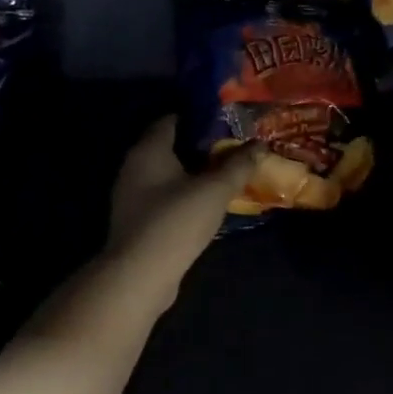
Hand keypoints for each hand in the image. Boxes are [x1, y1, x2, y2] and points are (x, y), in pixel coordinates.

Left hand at [107, 117, 254, 307]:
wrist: (140, 276)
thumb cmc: (176, 221)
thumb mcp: (215, 190)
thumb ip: (238, 166)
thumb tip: (260, 144)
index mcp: (148, 150)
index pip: (171, 119)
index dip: (198, 117)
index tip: (225, 120)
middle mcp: (134, 167)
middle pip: (169, 147)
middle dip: (199, 146)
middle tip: (232, 147)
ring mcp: (132, 196)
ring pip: (167, 174)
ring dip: (193, 173)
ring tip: (225, 175)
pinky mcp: (138, 221)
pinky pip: (164, 197)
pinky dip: (184, 195)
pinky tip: (206, 203)